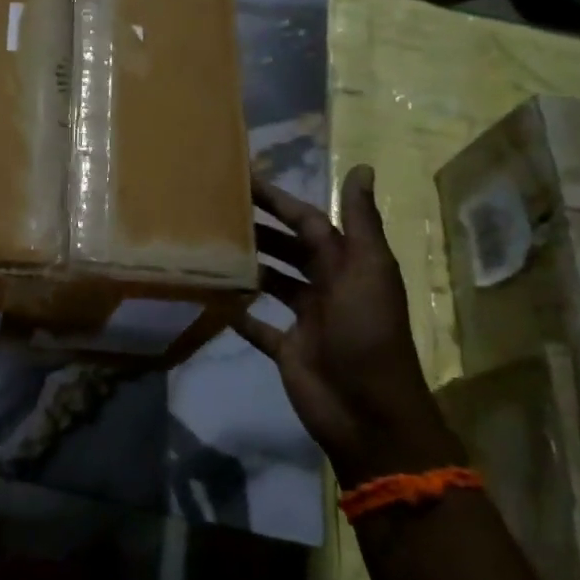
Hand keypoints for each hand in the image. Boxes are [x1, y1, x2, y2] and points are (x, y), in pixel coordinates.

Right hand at [233, 164, 463, 489]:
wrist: (368, 413)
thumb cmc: (368, 335)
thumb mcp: (368, 272)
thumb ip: (361, 222)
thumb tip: (363, 166)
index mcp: (348, 265)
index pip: (309, 222)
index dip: (279, 201)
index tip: (243, 181)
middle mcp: (328, 287)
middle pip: (289, 249)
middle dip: (259, 229)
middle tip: (215, 210)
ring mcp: (307, 320)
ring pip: (273, 283)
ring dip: (249, 266)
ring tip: (211, 246)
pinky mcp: (288, 349)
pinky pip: (259, 326)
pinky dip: (239, 313)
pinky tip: (213, 297)